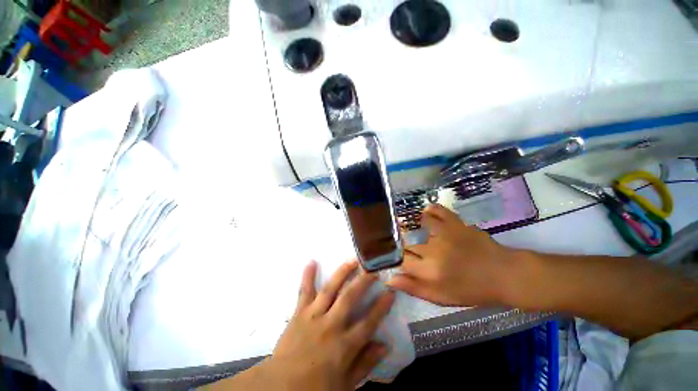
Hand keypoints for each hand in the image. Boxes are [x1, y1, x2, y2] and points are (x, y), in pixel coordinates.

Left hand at [264, 260, 394, 390]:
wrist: (280, 387)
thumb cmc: (315, 388)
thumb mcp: (346, 385)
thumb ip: (365, 364)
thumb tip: (385, 345)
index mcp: (344, 346)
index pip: (369, 322)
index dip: (381, 306)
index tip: (390, 292)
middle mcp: (331, 325)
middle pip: (349, 298)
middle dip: (363, 282)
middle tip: (373, 269)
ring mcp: (314, 316)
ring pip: (330, 289)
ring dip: (342, 273)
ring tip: (352, 260)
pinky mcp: (299, 313)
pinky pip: (304, 291)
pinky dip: (308, 276)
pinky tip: (311, 261)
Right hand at [388, 204, 512, 306]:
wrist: (504, 275)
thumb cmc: (472, 290)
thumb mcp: (441, 297)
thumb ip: (414, 288)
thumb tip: (389, 278)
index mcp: (429, 270)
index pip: (401, 259)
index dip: (398, 259)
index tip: (402, 261)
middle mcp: (433, 249)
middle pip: (408, 243)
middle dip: (406, 247)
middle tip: (412, 250)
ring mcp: (445, 233)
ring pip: (419, 225)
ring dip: (415, 227)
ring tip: (417, 231)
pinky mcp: (456, 223)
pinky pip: (438, 211)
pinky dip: (430, 210)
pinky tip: (427, 213)